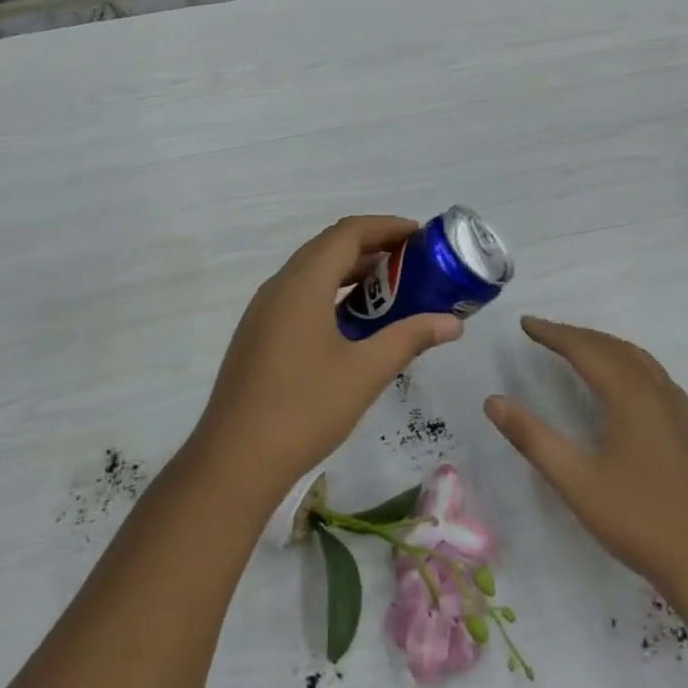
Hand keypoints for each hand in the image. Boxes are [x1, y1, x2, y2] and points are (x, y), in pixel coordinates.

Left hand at [193, 216, 463, 503]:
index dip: (386, 226)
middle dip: (372, 246)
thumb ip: (410, 339)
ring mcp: (263, 310)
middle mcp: (279, 286)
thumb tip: (453, 323)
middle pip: (329, 247)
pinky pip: (300, 295)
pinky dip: (331, 292)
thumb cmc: (304, 409)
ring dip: (351, 271)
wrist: (234, 461)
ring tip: (391, 289)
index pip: (348, 233)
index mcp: (303, 283)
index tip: (421, 235)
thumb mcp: (365, 372)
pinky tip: (354, 322)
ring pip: (312, 271)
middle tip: (412, 261)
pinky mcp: (258, 334)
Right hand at [484, 316, 687, 593]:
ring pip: (637, 357)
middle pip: (612, 347)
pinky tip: (623, 380)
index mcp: (629, 396)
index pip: (585, 349)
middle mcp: (656, 390)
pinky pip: (653, 374)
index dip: (553, 333)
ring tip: (576, 346)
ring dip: (603, 345)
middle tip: (544, 332)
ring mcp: (678, 408)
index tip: (525, 323)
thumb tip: (492, 401)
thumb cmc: (640, 520)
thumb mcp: (576, 482)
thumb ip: (532, 438)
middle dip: (575, 335)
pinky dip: (627, 361)